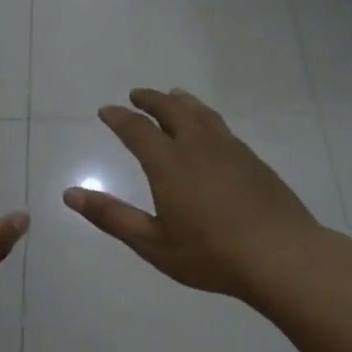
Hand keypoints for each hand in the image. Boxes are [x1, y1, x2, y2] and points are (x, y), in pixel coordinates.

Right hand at [62, 88, 339, 304]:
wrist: (281, 256)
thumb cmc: (210, 254)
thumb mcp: (152, 243)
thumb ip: (111, 216)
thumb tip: (70, 194)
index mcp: (169, 163)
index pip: (137, 130)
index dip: (119, 118)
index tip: (106, 110)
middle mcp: (198, 146)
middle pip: (171, 110)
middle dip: (150, 100)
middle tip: (136, 95)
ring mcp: (230, 149)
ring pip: (201, 113)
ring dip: (181, 102)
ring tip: (173, 97)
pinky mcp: (253, 160)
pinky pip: (222, 126)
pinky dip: (206, 116)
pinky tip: (209, 129)